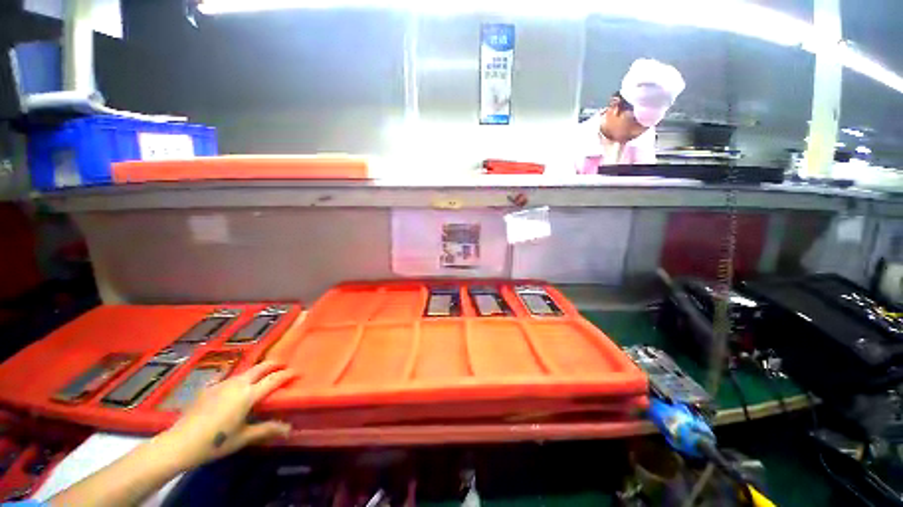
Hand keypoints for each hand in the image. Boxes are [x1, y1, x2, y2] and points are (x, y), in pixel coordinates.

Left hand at [159, 361, 294, 469]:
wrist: (179, 443)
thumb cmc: (215, 442)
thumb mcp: (243, 438)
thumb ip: (267, 430)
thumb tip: (290, 429)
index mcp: (248, 395)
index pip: (273, 380)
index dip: (286, 375)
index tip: (297, 371)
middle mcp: (237, 384)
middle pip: (260, 368)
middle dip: (274, 364)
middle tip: (283, 365)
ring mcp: (222, 384)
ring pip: (245, 371)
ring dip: (257, 370)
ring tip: (263, 374)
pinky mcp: (209, 387)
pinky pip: (230, 378)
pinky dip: (240, 378)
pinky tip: (236, 387)